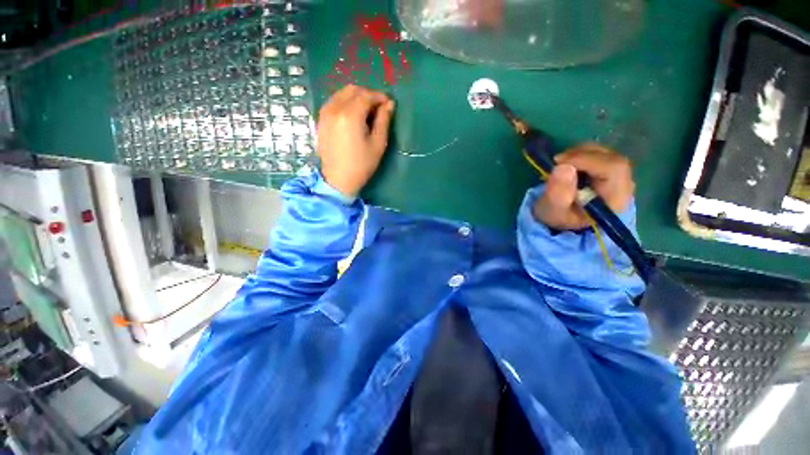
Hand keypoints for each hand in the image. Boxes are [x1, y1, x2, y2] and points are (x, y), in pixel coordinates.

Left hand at [316, 85, 394, 196]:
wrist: (338, 180)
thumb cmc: (361, 165)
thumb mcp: (378, 144)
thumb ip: (383, 121)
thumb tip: (389, 104)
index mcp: (350, 115)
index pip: (366, 96)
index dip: (379, 97)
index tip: (388, 103)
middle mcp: (335, 109)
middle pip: (352, 90)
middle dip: (367, 95)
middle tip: (378, 108)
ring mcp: (325, 113)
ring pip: (341, 94)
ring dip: (356, 97)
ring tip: (366, 112)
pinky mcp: (321, 120)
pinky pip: (334, 102)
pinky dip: (345, 103)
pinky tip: (353, 116)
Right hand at [533, 143, 634, 230]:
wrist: (565, 220)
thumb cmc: (560, 217)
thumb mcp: (554, 211)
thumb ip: (558, 194)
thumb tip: (562, 167)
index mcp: (615, 200)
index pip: (613, 169)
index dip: (586, 160)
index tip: (560, 163)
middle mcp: (624, 185)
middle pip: (611, 159)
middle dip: (581, 155)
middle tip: (557, 162)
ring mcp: (620, 176)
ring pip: (606, 153)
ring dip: (580, 154)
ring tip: (560, 165)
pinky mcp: (610, 170)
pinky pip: (601, 155)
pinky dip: (582, 154)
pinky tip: (568, 165)